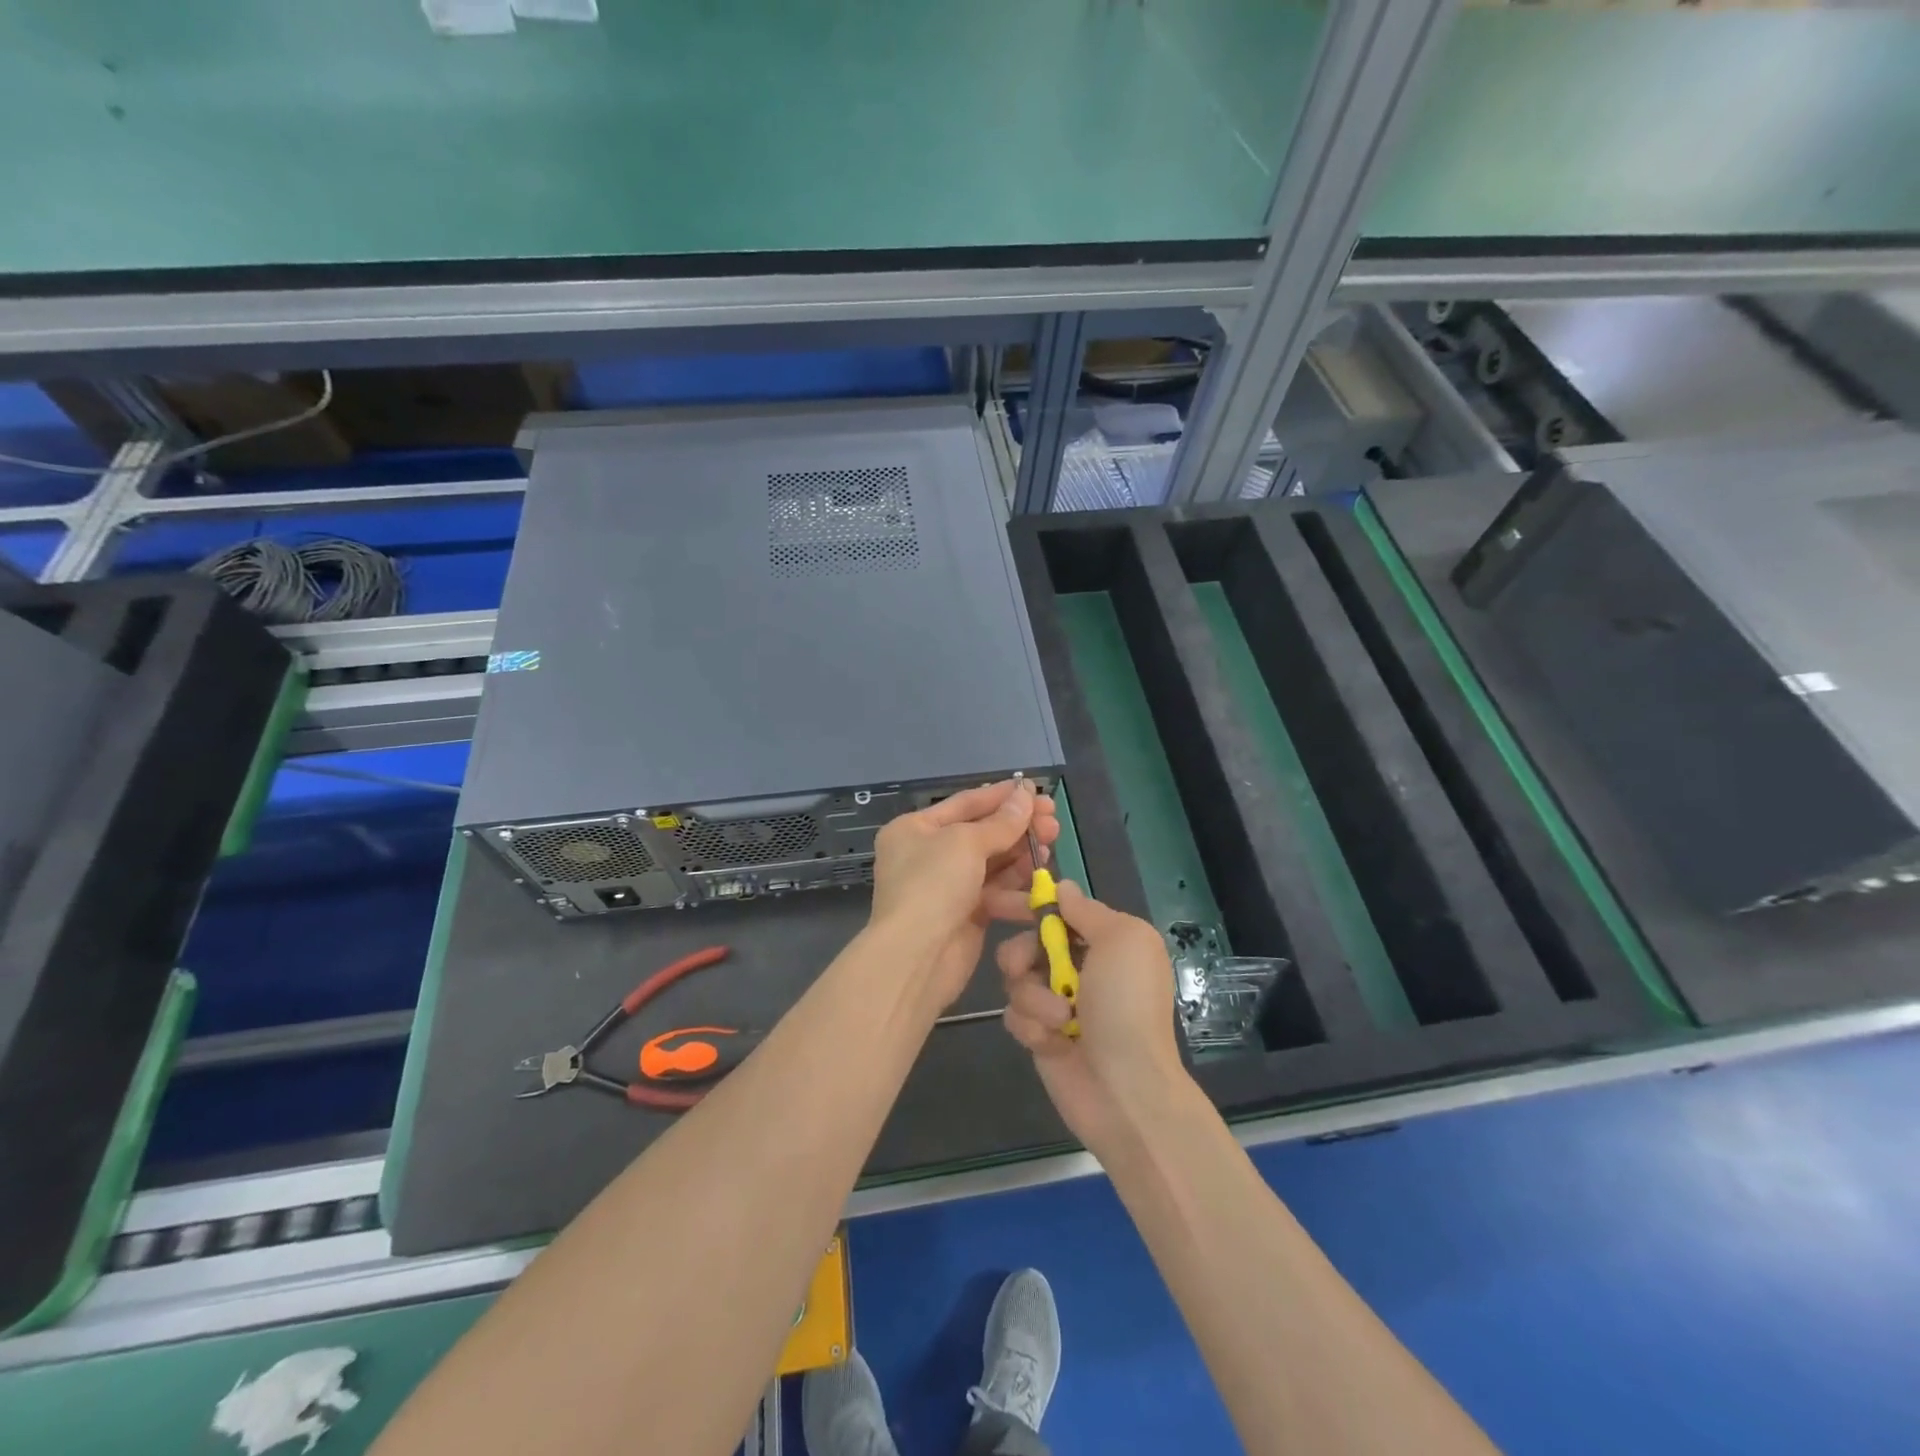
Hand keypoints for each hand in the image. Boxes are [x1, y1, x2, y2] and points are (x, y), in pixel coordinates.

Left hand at [869, 780, 1059, 1009]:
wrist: (916, 957)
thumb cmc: (933, 885)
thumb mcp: (966, 843)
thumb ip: (1001, 821)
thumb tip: (1026, 795)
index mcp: (915, 828)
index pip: (965, 803)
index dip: (1002, 796)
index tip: (1036, 790)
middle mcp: (928, 854)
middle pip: (981, 832)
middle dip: (1018, 826)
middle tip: (1053, 820)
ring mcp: (947, 886)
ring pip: (992, 863)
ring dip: (1022, 853)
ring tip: (1051, 844)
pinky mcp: (966, 914)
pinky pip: (996, 891)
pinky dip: (1016, 885)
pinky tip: (1040, 877)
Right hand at [997, 881, 1190, 1156]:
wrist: (1125, 1089)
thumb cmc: (1126, 1006)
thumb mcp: (1122, 940)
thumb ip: (1087, 910)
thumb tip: (1062, 887)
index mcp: (1105, 941)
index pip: (1057, 910)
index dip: (1026, 903)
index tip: (994, 900)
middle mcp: (1080, 967)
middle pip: (1026, 942)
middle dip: (1021, 953)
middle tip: (1026, 967)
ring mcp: (1058, 1002)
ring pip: (1016, 980)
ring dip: (1034, 997)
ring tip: (1060, 1020)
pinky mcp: (1041, 1035)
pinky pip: (1014, 1015)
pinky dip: (1031, 1026)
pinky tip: (1053, 1043)